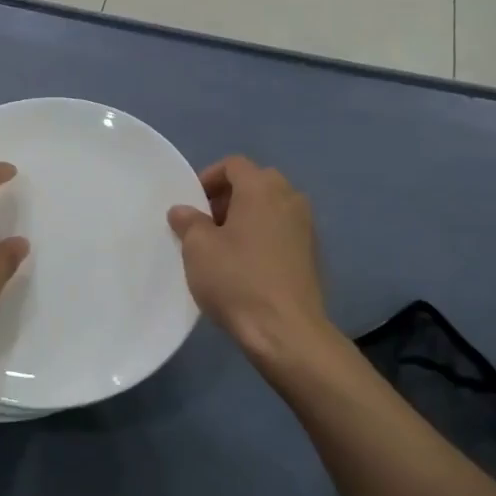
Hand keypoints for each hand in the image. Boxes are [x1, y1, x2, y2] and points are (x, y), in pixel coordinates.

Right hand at [167, 156, 330, 363]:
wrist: (285, 331)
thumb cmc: (236, 280)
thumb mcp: (198, 249)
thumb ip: (188, 222)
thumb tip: (183, 210)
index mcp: (262, 188)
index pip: (234, 165)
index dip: (209, 178)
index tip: (193, 204)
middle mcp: (290, 199)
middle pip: (256, 183)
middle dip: (229, 197)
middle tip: (207, 224)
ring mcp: (307, 227)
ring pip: (272, 208)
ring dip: (248, 217)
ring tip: (225, 246)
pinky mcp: (313, 254)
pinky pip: (283, 231)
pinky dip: (265, 237)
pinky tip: (248, 266)